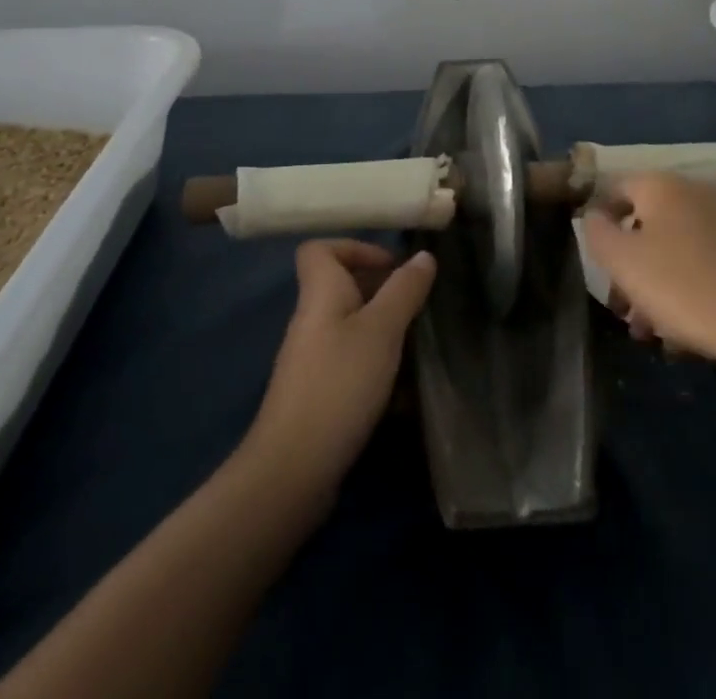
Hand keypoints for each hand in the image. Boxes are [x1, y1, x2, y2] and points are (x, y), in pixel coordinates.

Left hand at [246, 239, 436, 505]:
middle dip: (380, 289)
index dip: (354, 247)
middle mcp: (311, 319)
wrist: (293, 470)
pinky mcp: (318, 392)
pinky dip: (374, 362)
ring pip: (349, 324)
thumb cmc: (339, 384)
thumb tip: (422, 255)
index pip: (319, 249)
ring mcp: (312, 359)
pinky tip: (399, 384)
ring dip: (382, 327)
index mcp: (320, 294)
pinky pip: (349, 359)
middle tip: (416, 303)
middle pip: (340, 285)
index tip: (391, 265)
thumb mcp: (381, 331)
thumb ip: (404, 290)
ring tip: (414, 341)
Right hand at [583, 173, 715, 371]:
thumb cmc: (682, 286)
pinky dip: (688, 289)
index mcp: (662, 186)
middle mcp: (696, 193)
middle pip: (647, 223)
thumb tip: (594, 215)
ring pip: (676, 249)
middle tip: (621, 308)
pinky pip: (705, 264)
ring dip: (655, 285)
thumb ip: (597, 232)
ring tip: (650, 332)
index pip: (617, 188)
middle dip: (629, 266)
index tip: (596, 262)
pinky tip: (684, 332)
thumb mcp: (622, 261)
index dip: (600, 220)